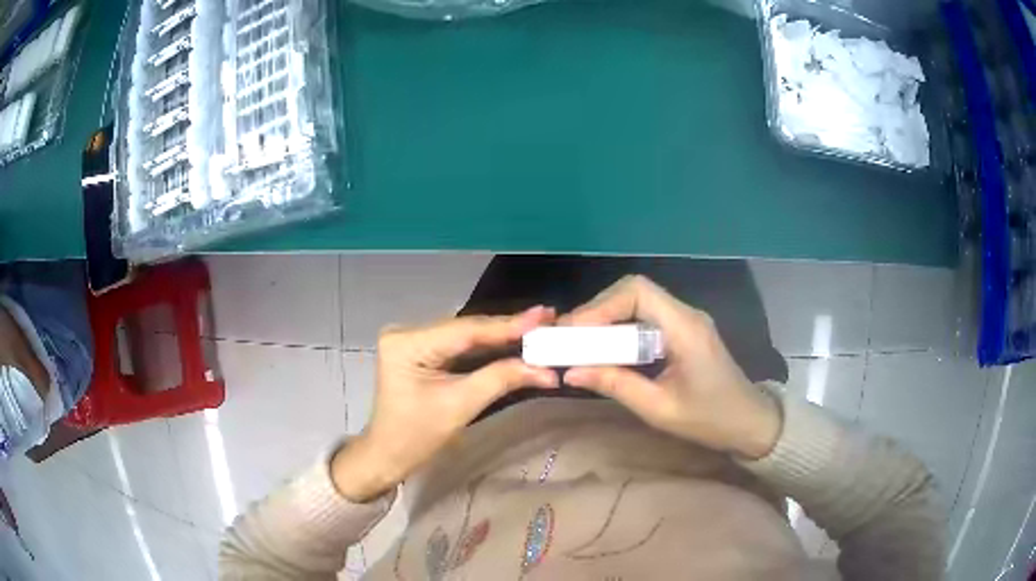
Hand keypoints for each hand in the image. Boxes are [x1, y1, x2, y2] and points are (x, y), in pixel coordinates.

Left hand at [332, 307, 558, 501]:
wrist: (388, 454)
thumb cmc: (416, 437)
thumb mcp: (460, 407)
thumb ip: (502, 379)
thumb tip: (546, 370)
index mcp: (407, 344)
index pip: (465, 331)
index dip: (507, 325)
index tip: (542, 316)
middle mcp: (407, 332)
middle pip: (465, 328)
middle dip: (507, 329)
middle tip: (546, 320)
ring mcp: (412, 339)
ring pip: (464, 334)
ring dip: (499, 335)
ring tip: (536, 326)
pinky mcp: (420, 349)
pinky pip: (458, 344)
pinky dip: (485, 346)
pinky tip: (512, 339)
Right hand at [560, 276, 781, 459]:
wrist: (750, 423)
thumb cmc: (710, 419)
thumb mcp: (659, 409)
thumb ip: (615, 385)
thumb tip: (570, 372)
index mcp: (685, 328)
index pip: (637, 292)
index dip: (601, 305)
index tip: (573, 331)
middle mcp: (686, 314)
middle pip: (634, 291)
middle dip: (598, 310)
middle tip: (570, 337)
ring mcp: (687, 321)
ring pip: (639, 302)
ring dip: (607, 318)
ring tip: (580, 343)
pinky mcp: (684, 332)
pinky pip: (647, 318)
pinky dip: (621, 328)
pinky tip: (606, 349)